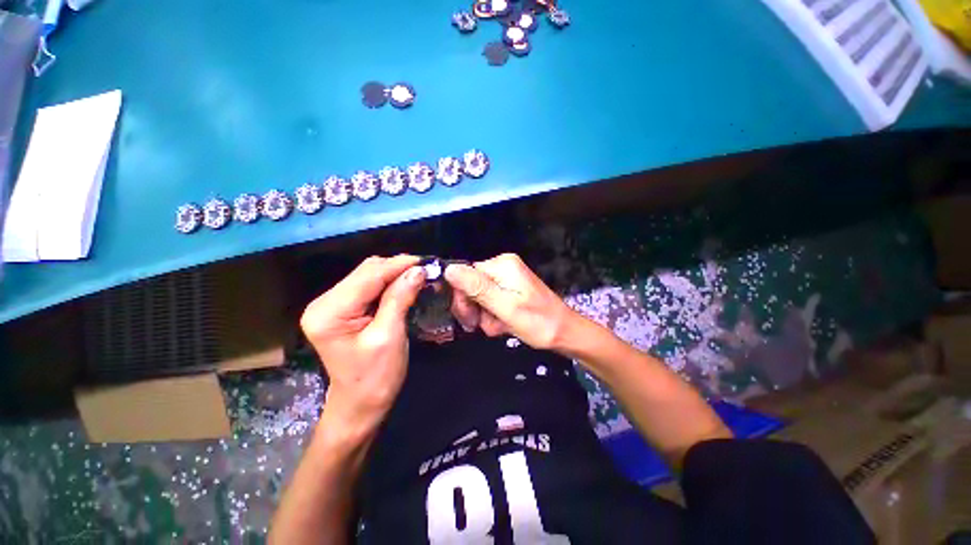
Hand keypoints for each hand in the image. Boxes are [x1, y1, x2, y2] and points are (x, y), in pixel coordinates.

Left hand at [300, 255, 424, 433]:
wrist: (361, 403)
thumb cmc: (375, 376)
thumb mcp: (390, 336)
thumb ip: (400, 298)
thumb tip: (418, 270)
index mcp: (329, 313)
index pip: (368, 277)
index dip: (398, 265)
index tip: (426, 262)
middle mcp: (324, 303)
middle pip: (365, 272)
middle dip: (397, 268)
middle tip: (426, 269)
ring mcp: (330, 305)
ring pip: (368, 275)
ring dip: (394, 273)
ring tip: (419, 275)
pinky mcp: (342, 308)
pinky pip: (368, 286)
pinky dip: (389, 282)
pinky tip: (405, 284)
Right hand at [444, 253, 576, 349]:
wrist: (565, 333)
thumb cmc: (538, 322)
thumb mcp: (505, 307)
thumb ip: (477, 288)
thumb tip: (448, 269)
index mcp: (502, 265)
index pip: (465, 275)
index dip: (463, 298)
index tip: (470, 319)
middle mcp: (503, 267)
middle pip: (471, 286)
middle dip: (475, 309)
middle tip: (484, 325)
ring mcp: (507, 278)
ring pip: (479, 297)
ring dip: (485, 315)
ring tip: (500, 326)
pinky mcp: (510, 289)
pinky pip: (490, 301)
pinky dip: (493, 315)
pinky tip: (504, 325)